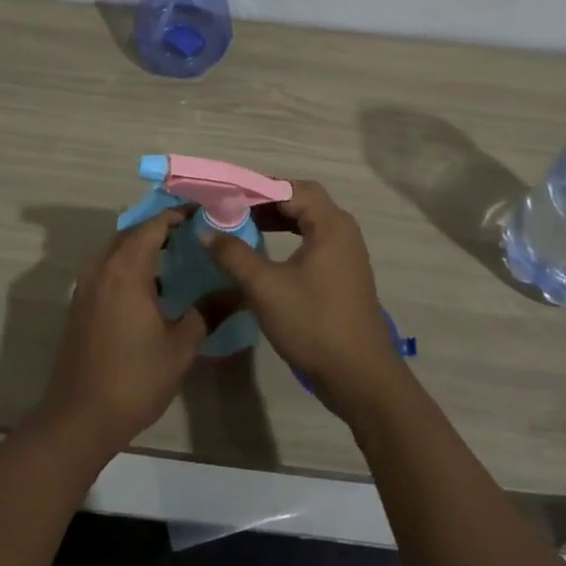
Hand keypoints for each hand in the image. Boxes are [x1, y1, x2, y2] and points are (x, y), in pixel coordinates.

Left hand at [38, 210, 206, 455]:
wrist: (79, 418)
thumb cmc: (134, 379)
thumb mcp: (180, 347)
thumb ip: (207, 312)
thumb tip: (238, 292)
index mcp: (126, 269)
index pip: (154, 225)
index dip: (179, 215)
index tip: (204, 215)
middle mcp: (102, 267)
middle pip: (133, 232)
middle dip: (161, 228)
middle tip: (194, 235)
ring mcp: (86, 285)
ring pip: (116, 249)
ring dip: (143, 246)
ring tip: (176, 257)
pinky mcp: (80, 304)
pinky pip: (107, 268)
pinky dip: (128, 264)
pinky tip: (151, 286)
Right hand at [205, 180, 406, 418]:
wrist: (360, 377)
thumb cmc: (313, 324)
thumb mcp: (265, 287)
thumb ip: (234, 254)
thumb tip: (206, 230)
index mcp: (331, 224)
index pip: (291, 188)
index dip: (257, 188)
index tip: (226, 195)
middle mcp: (343, 231)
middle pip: (302, 200)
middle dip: (266, 201)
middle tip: (233, 208)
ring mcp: (347, 254)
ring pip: (308, 222)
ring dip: (278, 220)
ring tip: (245, 226)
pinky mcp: (344, 274)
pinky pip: (314, 241)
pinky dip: (290, 238)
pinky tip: (268, 252)